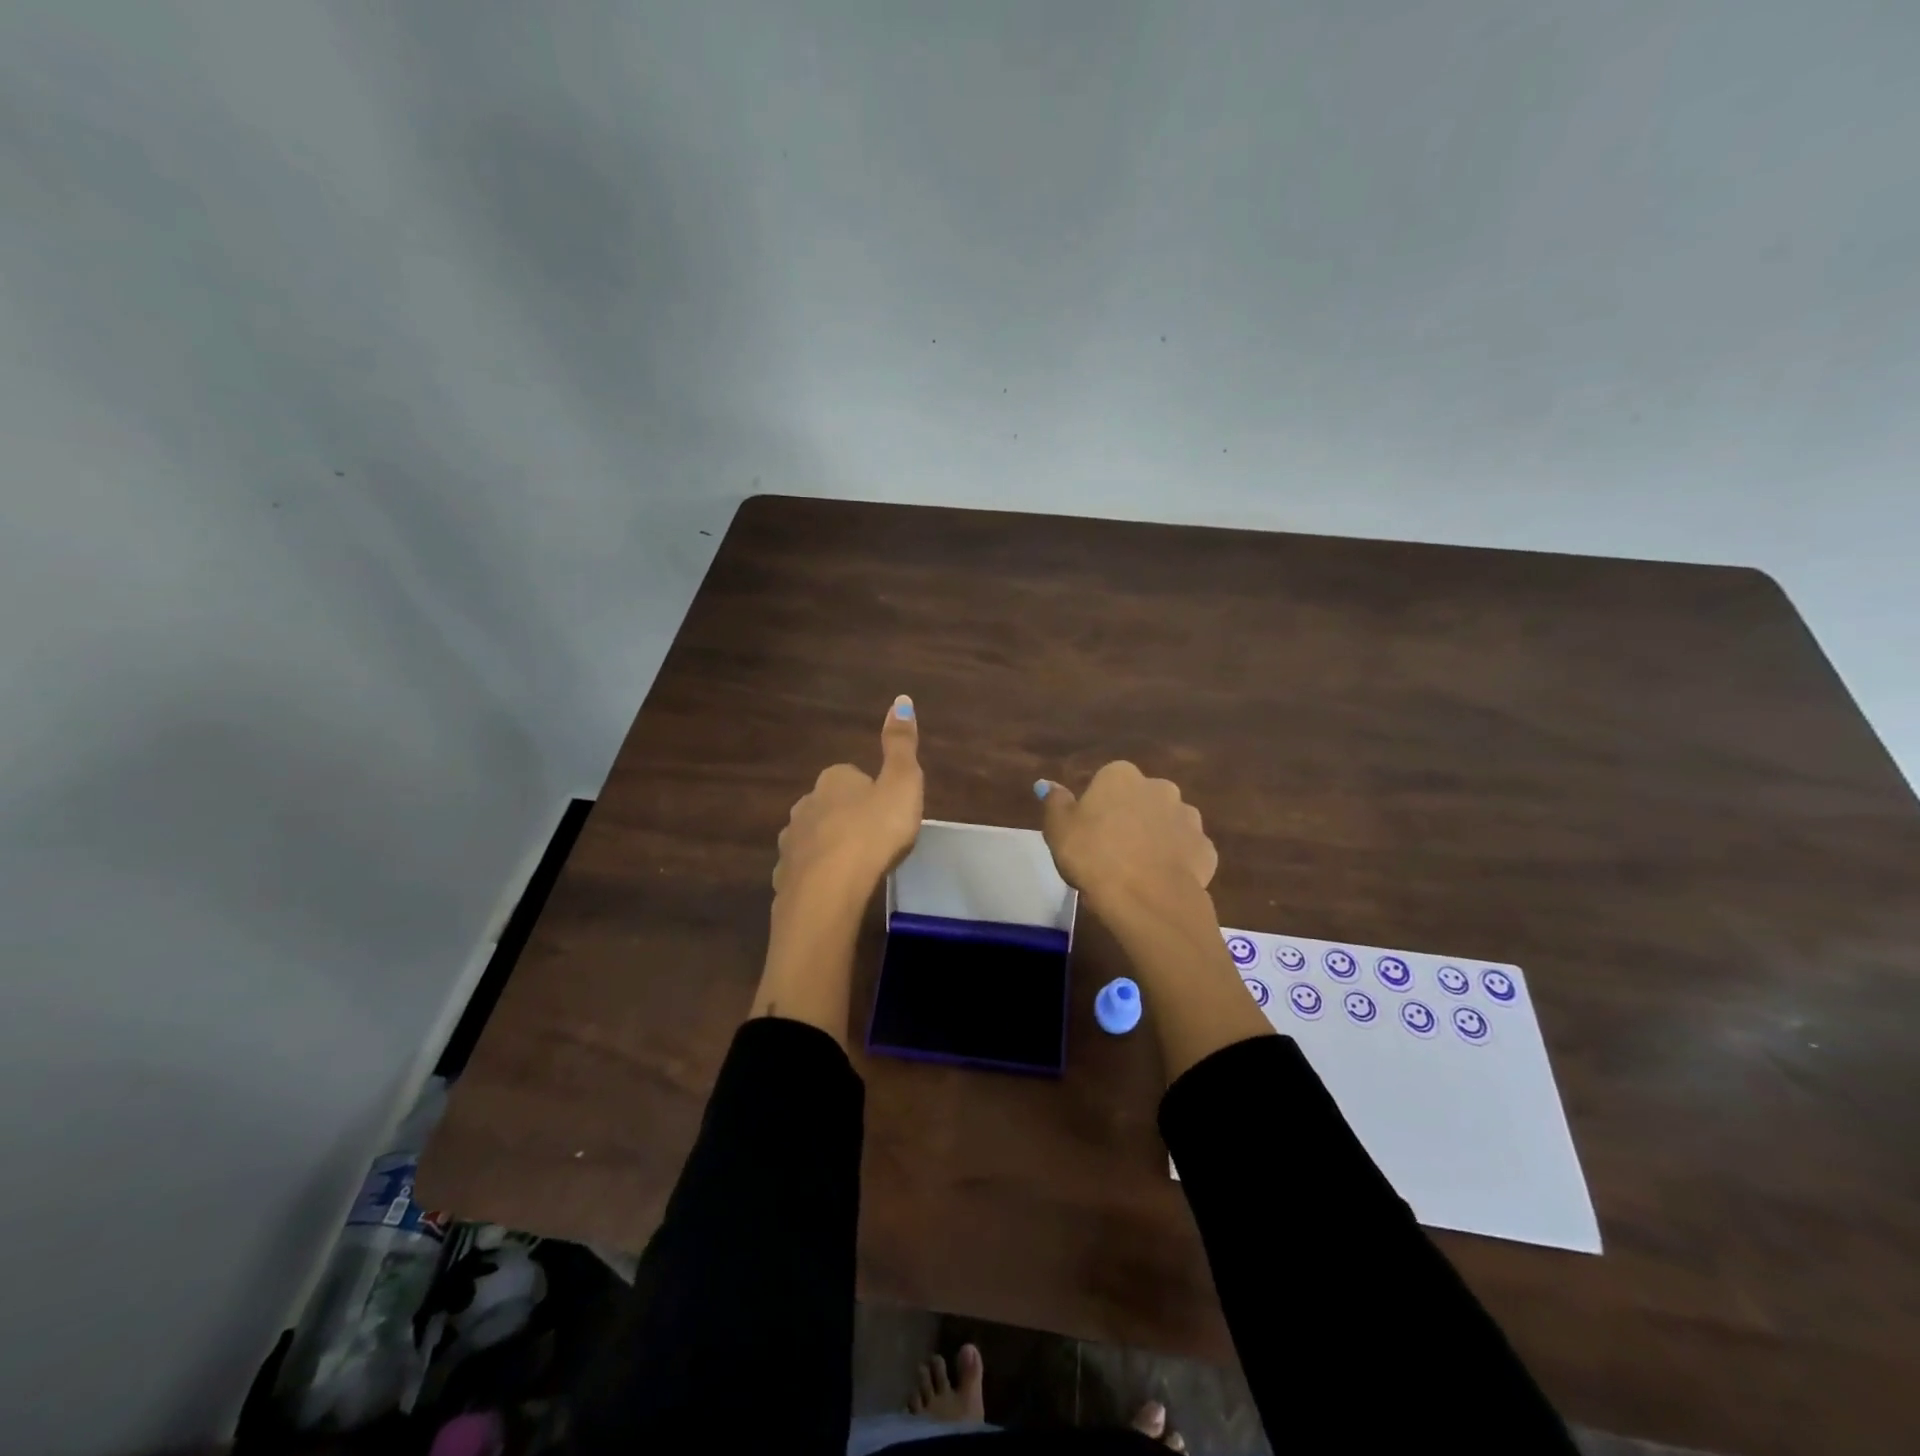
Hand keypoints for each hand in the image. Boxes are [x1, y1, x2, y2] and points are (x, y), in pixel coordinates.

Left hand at [773, 695, 923, 912]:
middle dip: (847, 818)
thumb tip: (902, 699)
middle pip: (829, 806)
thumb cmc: (873, 832)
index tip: (887, 814)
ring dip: (830, 847)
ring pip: (813, 837)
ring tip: (855, 868)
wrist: (829, 889)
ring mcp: (791, 841)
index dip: (871, 793)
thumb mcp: (902, 783)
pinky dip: (816, 876)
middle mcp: (805, 803)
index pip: (851, 776)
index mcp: (834, 780)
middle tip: (875, 841)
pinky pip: (803, 871)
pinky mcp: (784, 876)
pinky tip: (834, 890)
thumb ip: (901, 745)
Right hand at [1036, 761, 1216, 915]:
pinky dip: (1175, 862)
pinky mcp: (1205, 849)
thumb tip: (1048, 784)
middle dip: (1130, 818)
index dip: (1096, 809)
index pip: (1106, 783)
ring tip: (1137, 870)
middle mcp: (1160, 787)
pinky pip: (1185, 851)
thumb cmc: (1093, 856)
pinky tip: (1159, 882)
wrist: (1147, 898)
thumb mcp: (1059, 829)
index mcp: (1121, 776)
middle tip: (1110, 852)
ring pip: (1166, 824)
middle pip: (1140, 800)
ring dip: (1155, 838)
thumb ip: (1055, 802)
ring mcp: (1188, 817)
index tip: (1087, 835)